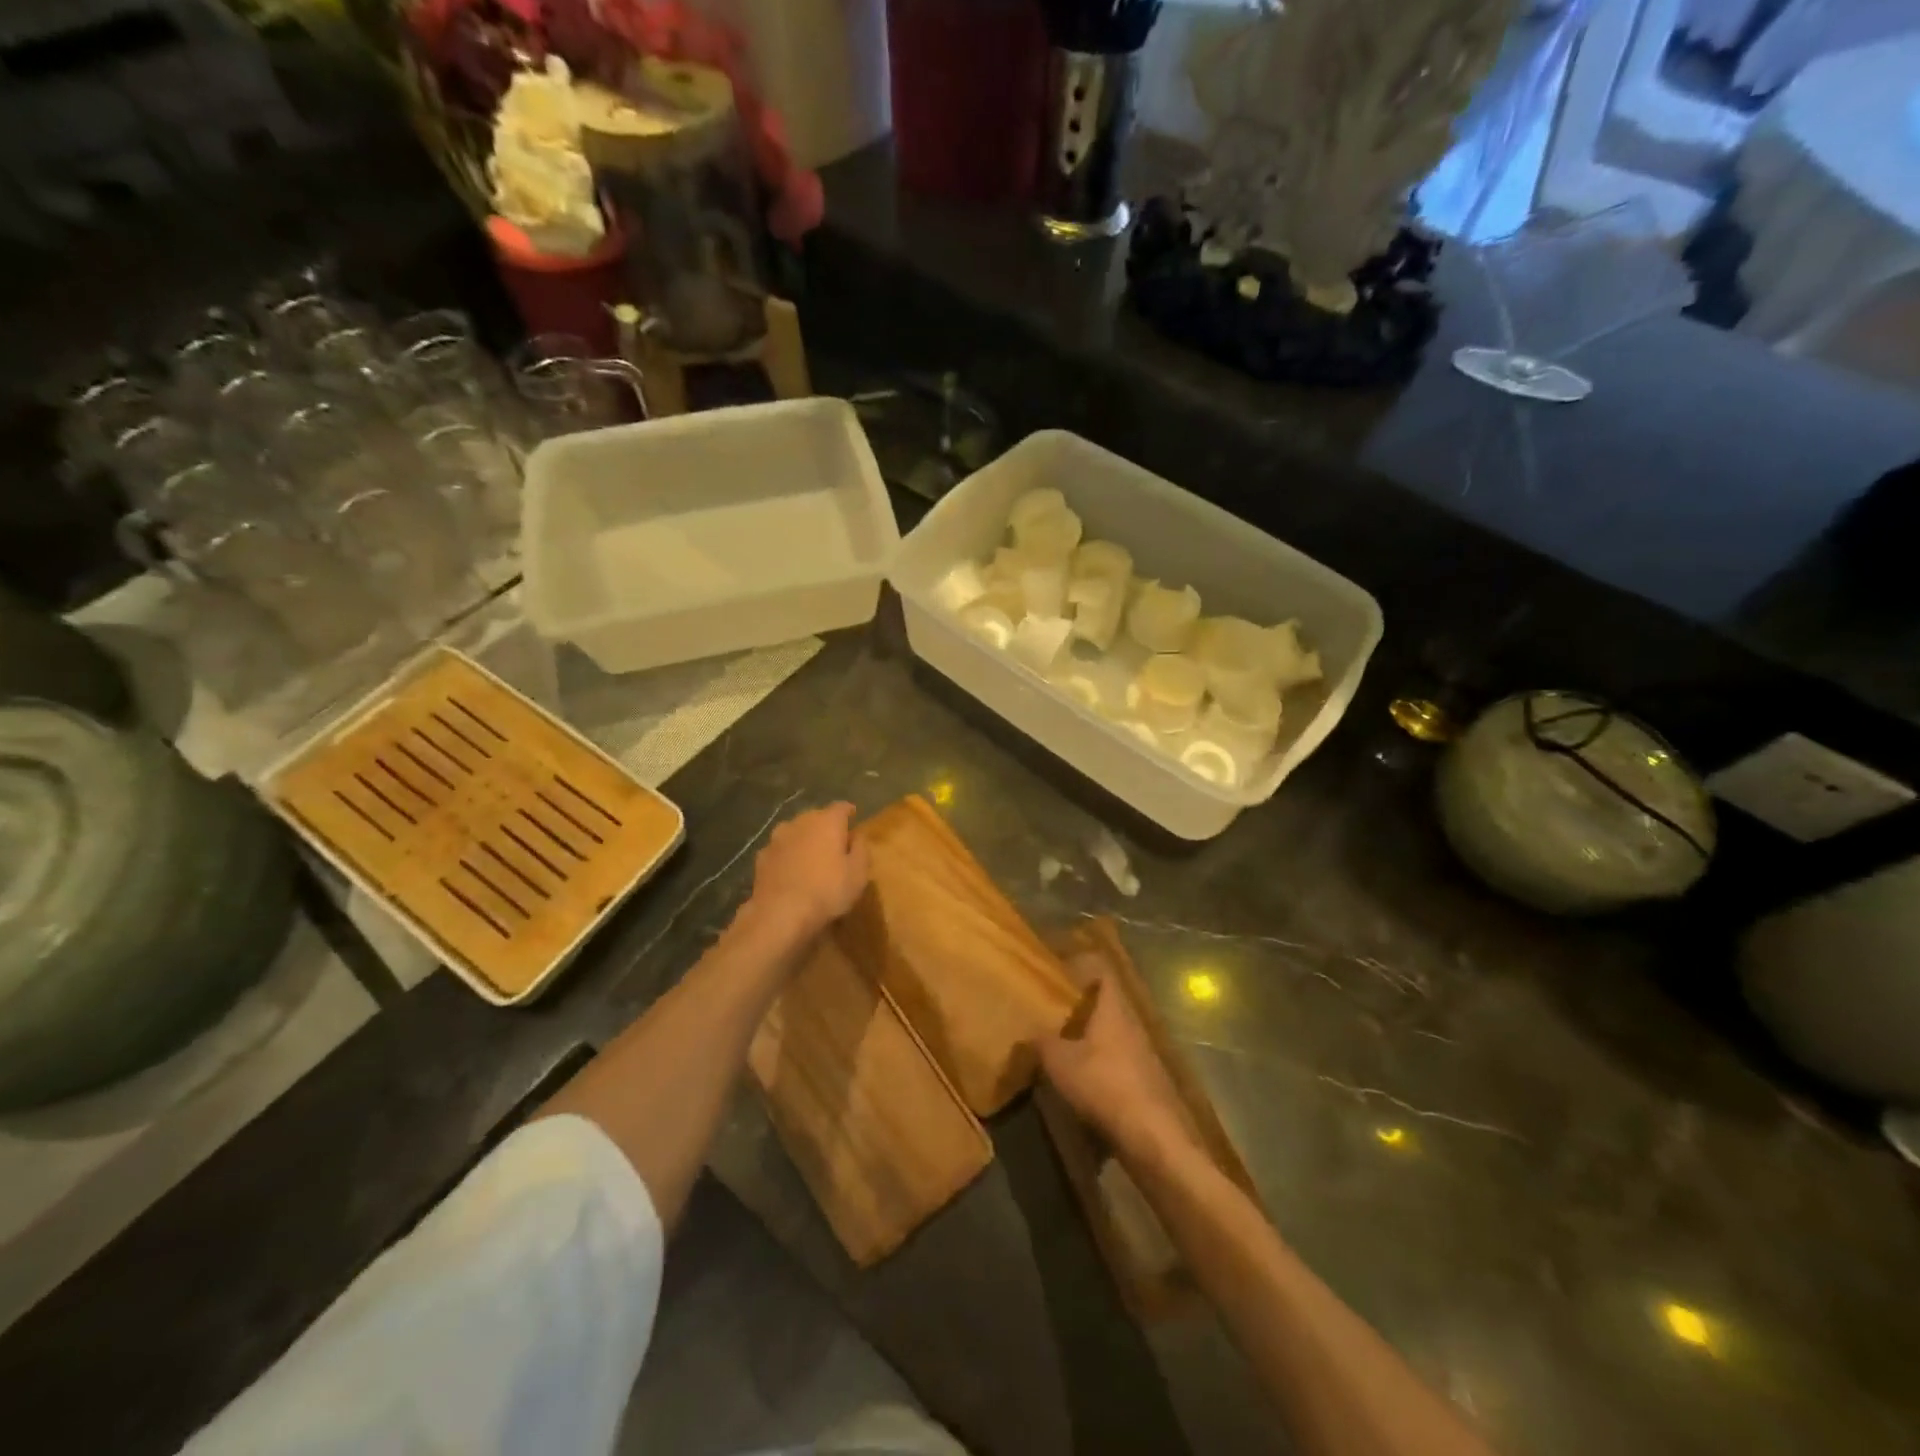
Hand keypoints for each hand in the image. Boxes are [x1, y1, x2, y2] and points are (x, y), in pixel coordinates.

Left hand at [748, 802, 870, 937]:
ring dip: (805, 840)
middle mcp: (800, 822)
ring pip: (796, 832)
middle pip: (817, 817)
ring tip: (811, 857)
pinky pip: (781, 850)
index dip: (849, 812)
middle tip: (835, 843)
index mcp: (827, 821)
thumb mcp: (858, 873)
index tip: (854, 819)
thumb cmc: (827, 891)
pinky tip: (791, 872)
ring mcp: (777, 838)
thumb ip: (861, 848)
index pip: (841, 807)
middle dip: (826, 827)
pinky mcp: (762, 856)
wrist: (780, 913)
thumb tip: (858, 835)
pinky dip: (788, 856)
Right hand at [1035, 958, 1195, 1161]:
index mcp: (1113, 1008)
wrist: (1153, 1136)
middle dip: (1081, 1003)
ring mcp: (1143, 1052)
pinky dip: (1100, 1061)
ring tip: (1061, 1042)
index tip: (1058, 970)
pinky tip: (1082, 1077)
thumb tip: (1027, 1032)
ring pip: (1112, 1031)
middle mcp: (1132, 1023)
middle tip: (1052, 1008)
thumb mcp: (1059, 1061)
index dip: (1081, 965)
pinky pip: (1118, 1058)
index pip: (1102, 970)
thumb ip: (1041, 1042)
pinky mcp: (1146, 1080)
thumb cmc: (1104, 1084)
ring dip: (1090, 1034)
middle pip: (1107, 1002)